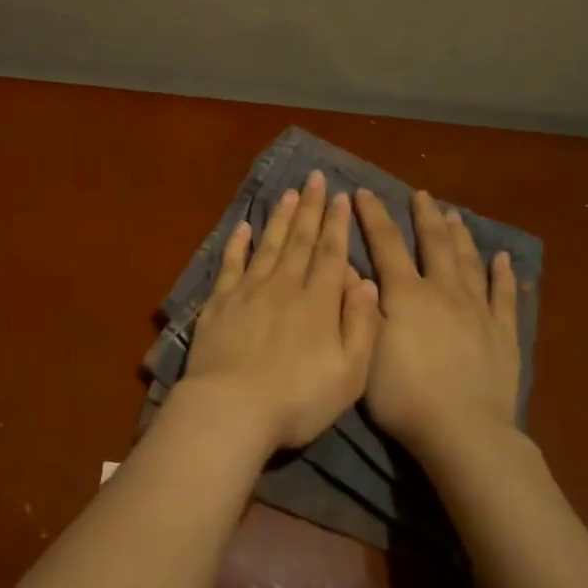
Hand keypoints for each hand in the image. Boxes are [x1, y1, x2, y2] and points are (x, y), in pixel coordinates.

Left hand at [178, 170, 382, 450]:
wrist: (232, 408)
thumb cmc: (297, 399)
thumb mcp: (350, 374)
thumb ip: (363, 325)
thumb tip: (368, 283)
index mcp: (319, 302)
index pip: (332, 253)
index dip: (337, 224)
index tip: (341, 197)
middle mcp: (284, 286)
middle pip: (300, 240)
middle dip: (311, 208)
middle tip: (316, 178)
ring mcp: (248, 291)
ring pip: (269, 244)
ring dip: (281, 217)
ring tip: (289, 193)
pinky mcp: (219, 302)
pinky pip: (231, 263)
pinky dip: (238, 243)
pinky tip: (244, 226)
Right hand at [354, 186, 522, 461]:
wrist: (462, 431)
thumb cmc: (402, 395)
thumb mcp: (364, 349)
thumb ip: (360, 305)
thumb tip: (351, 267)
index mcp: (405, 294)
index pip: (386, 243)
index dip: (373, 216)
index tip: (363, 192)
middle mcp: (442, 291)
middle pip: (434, 243)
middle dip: (425, 216)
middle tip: (421, 194)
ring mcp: (477, 310)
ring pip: (468, 261)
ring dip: (460, 235)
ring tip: (454, 214)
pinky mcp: (503, 333)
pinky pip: (504, 295)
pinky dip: (503, 274)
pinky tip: (503, 258)